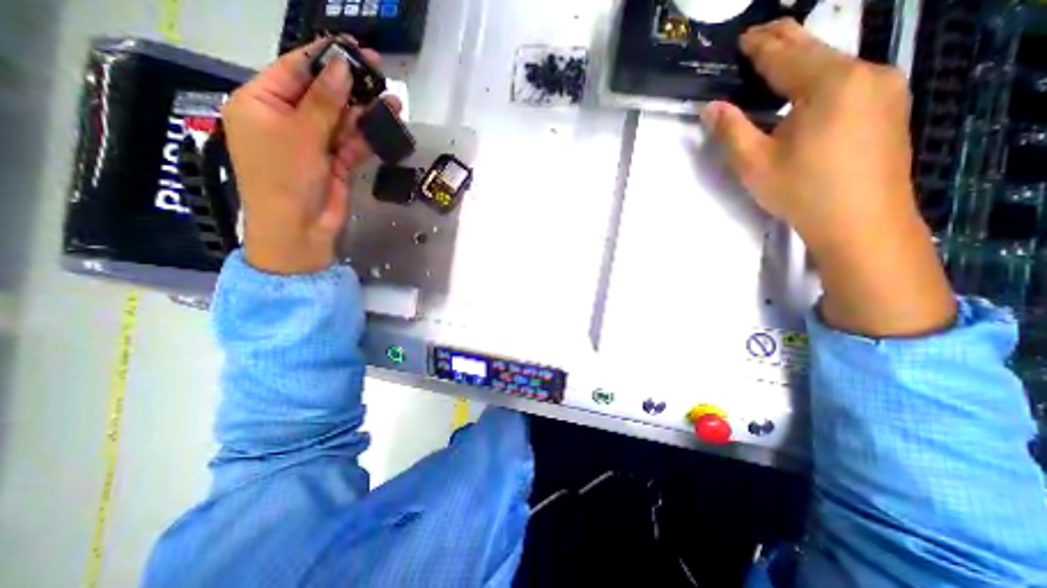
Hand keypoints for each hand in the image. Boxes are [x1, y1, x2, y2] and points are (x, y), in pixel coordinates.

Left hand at [222, 37, 399, 275]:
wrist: (300, 229)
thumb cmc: (286, 177)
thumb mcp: (301, 134)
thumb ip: (324, 100)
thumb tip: (342, 67)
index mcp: (262, 103)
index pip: (294, 70)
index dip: (326, 58)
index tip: (356, 50)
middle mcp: (287, 120)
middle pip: (322, 94)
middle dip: (351, 87)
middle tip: (380, 74)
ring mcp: (313, 143)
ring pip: (342, 120)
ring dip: (365, 113)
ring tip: (392, 102)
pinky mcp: (335, 163)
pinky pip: (352, 143)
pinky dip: (367, 136)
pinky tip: (385, 127)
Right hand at [703, 18, 954, 336]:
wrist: (861, 221)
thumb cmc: (802, 191)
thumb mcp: (754, 164)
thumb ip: (730, 130)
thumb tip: (711, 107)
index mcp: (828, 84)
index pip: (785, 55)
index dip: (760, 46)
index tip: (742, 37)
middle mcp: (864, 73)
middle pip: (815, 50)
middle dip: (783, 40)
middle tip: (758, 35)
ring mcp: (883, 88)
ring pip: (833, 65)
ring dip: (801, 60)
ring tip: (776, 59)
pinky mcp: (888, 106)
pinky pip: (847, 80)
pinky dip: (819, 77)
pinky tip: (805, 87)